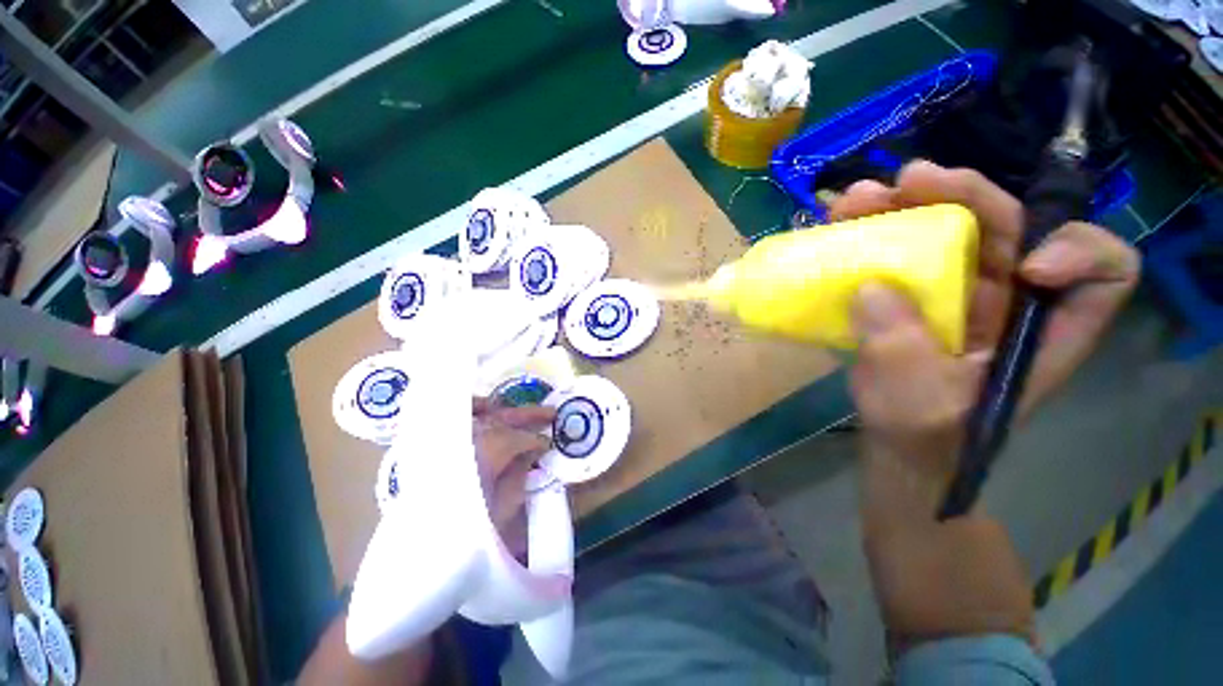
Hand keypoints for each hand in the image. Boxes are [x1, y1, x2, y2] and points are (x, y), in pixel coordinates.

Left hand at [298, 400, 554, 685]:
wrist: (416, 560)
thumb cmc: (463, 541)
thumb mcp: (500, 515)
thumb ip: (517, 479)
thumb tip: (533, 453)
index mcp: (480, 461)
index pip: (513, 439)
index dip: (533, 440)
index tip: (547, 445)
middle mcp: (461, 446)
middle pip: (498, 421)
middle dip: (527, 416)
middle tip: (551, 414)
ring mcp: (445, 446)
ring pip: (480, 418)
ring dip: (507, 413)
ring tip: (528, 412)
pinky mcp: (433, 452)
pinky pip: (455, 423)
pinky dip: (473, 410)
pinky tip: (489, 409)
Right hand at [828, 161, 1138, 645]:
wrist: (897, 445)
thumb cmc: (923, 438)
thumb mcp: (917, 409)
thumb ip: (900, 353)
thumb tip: (872, 288)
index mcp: (1042, 331)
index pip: (1104, 273)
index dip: (1079, 254)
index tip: (1025, 267)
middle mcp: (1010, 299)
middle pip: (1011, 226)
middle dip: (964, 196)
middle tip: (908, 182)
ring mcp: (960, 292)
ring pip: (949, 229)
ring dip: (905, 206)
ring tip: (858, 199)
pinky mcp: (917, 293)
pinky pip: (905, 250)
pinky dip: (876, 232)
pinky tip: (845, 226)